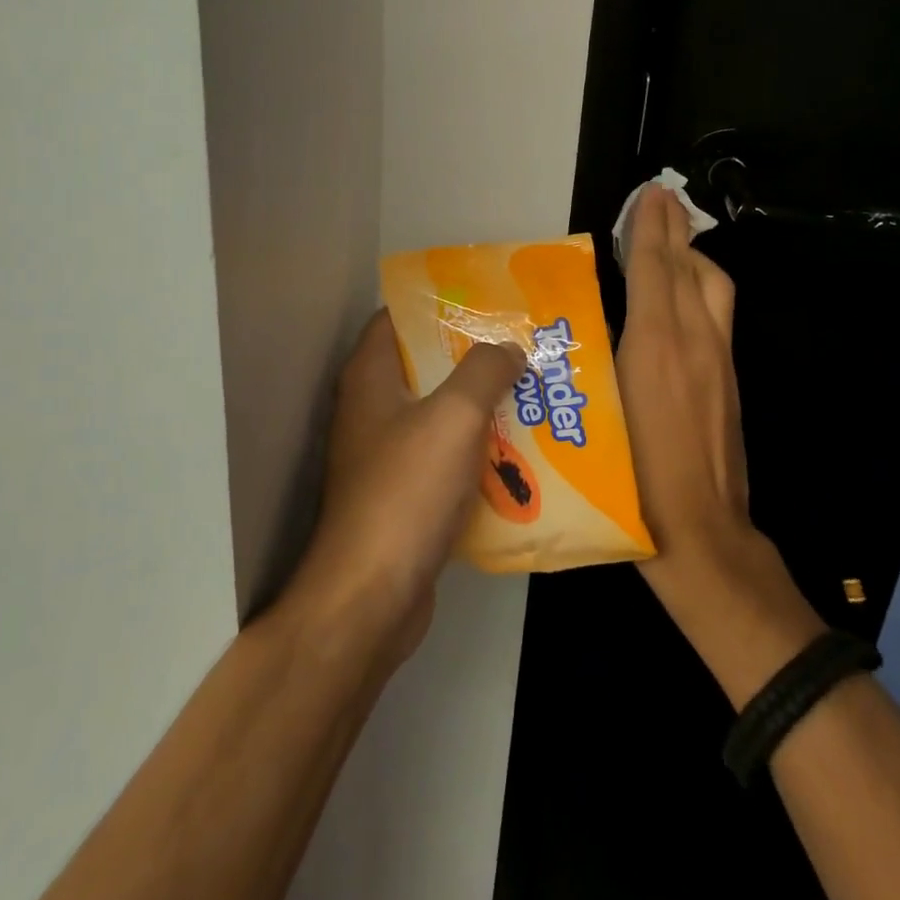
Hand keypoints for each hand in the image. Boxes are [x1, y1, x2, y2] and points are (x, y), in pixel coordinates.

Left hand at [285, 312, 523, 666]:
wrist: (370, 597)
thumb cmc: (406, 491)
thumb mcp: (454, 417)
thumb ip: (484, 372)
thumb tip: (509, 347)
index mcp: (369, 377)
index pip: (397, 318)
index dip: (438, 305)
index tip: (486, 302)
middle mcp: (370, 409)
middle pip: (422, 365)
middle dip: (471, 357)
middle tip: (521, 349)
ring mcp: (383, 455)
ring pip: (436, 414)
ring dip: (479, 407)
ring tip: (530, 395)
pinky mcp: (400, 495)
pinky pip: (442, 458)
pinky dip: (474, 451)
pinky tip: (517, 453)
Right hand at [617, 184, 823, 706]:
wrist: (703, 536)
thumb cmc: (635, 478)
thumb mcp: (602, 412)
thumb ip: (597, 360)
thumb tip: (590, 320)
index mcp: (658, 346)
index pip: (656, 269)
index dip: (651, 228)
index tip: (651, 193)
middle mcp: (695, 343)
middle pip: (691, 269)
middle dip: (675, 230)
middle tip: (659, 202)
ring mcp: (720, 362)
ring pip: (714, 288)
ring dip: (692, 256)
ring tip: (669, 242)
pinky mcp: (729, 381)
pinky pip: (717, 314)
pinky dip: (699, 287)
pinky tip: (681, 296)